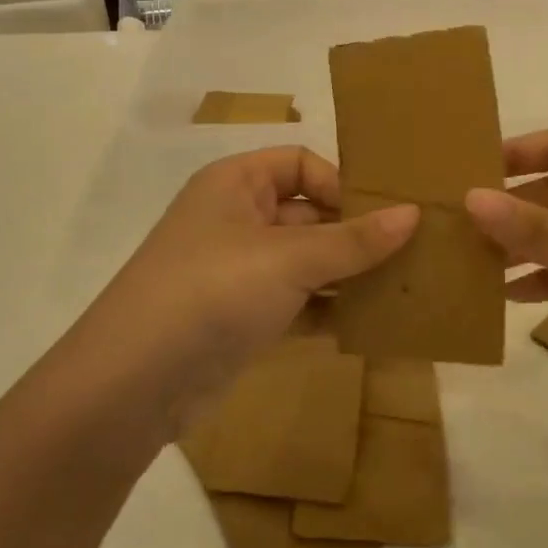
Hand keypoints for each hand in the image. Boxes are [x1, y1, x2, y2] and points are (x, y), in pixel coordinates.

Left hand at [78, 147, 417, 423]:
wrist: (133, 384)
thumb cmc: (212, 291)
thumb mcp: (289, 258)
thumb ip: (353, 239)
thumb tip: (413, 214)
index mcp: (236, 184)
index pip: (300, 163)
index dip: (341, 183)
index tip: (384, 215)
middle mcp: (236, 219)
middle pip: (308, 212)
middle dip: (355, 232)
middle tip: (411, 252)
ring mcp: (239, 272)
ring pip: (306, 261)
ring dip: (348, 274)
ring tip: (403, 288)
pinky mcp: (243, 318)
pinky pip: (297, 302)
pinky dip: (328, 310)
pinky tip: (370, 324)